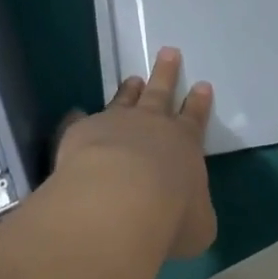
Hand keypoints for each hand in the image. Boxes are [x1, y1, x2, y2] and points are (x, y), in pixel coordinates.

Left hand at [55, 48, 216, 259]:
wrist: (119, 200)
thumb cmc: (169, 217)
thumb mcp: (198, 226)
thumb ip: (194, 214)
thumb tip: (189, 213)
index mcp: (184, 145)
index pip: (195, 119)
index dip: (199, 103)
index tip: (202, 85)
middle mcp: (151, 126)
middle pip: (161, 93)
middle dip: (167, 74)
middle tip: (169, 52)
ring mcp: (116, 124)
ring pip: (125, 100)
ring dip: (130, 90)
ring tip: (133, 78)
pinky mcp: (83, 131)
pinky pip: (80, 120)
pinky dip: (79, 118)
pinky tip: (75, 113)